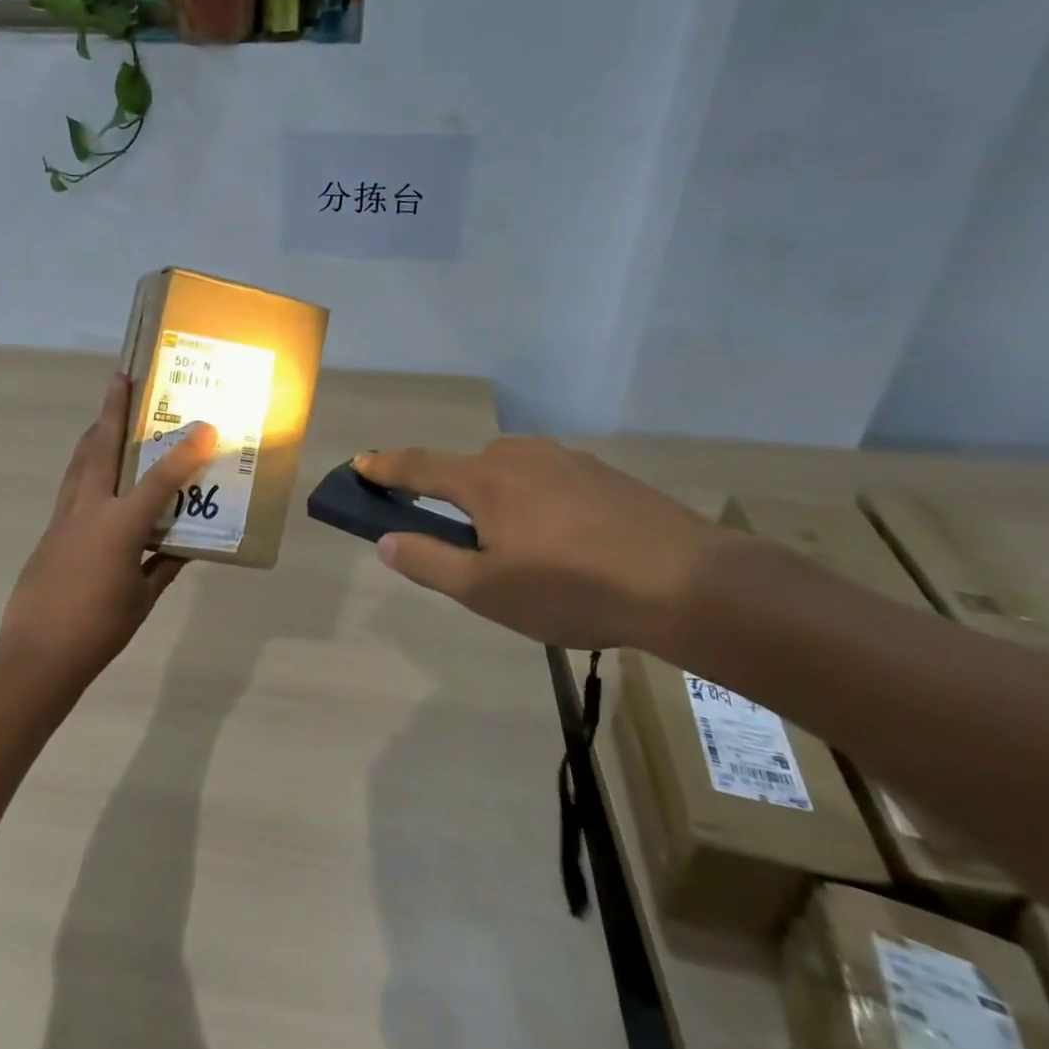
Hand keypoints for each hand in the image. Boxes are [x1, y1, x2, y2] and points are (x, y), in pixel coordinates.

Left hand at [0, 373, 218, 682]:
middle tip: (119, 379)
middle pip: (102, 447)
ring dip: (94, 432)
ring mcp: (65, 516)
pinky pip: (71, 484)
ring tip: (105, 412)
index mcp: (120, 526)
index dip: (184, 451)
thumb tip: (184, 546)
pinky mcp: (51, 529)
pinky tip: (93, 469)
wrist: (36, 654)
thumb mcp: (142, 599)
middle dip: (112, 410)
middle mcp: (90, 509)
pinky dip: (85, 465)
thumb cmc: (98, 629)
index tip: (204, 425)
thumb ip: (163, 566)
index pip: (160, 479)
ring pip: (80, 461)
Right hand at [353, 438, 736, 650]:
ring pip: (512, 473)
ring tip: (523, 550)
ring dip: (499, 499)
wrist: (688, 582)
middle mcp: (519, 456)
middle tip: (465, 543)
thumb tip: (386, 541)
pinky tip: (570, 542)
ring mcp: (565, 459)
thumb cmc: (572, 589)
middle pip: (467, 469)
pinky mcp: (603, 473)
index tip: (360, 463)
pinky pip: (551, 480)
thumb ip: (429, 563)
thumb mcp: (487, 591)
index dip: (385, 467)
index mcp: (484, 480)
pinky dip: (539, 502)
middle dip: (452, 495)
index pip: (418, 466)